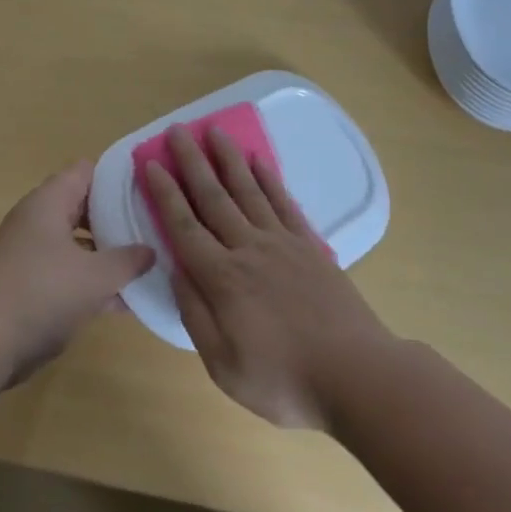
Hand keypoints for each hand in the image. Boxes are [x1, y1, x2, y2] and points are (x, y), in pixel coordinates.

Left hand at [0, 162, 155, 384]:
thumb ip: (127, 260)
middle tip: (154, 228)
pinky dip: (93, 282)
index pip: (86, 172)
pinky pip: (70, 273)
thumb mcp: (95, 276)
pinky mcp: (31, 284)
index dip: (117, 178)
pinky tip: (126, 302)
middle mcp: (39, 220)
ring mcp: (33, 253)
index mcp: (49, 202)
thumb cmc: (42, 293)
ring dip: (108, 254)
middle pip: (84, 207)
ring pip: (79, 243)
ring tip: (149, 264)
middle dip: (118, 218)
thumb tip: (150, 250)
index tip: (148, 190)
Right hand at [143, 125, 391, 428]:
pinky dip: (269, 178)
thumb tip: (175, 271)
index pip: (184, 226)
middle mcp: (248, 249)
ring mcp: (282, 243)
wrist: (358, 376)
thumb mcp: (224, 366)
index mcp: (222, 278)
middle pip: (213, 197)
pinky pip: (284, 203)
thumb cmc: (285, 381)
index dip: (165, 194)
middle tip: (177, 130)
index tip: (151, 163)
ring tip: (214, 130)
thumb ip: (195, 315)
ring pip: (248, 190)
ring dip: (228, 159)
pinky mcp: (310, 246)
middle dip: (192, 162)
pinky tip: (258, 161)